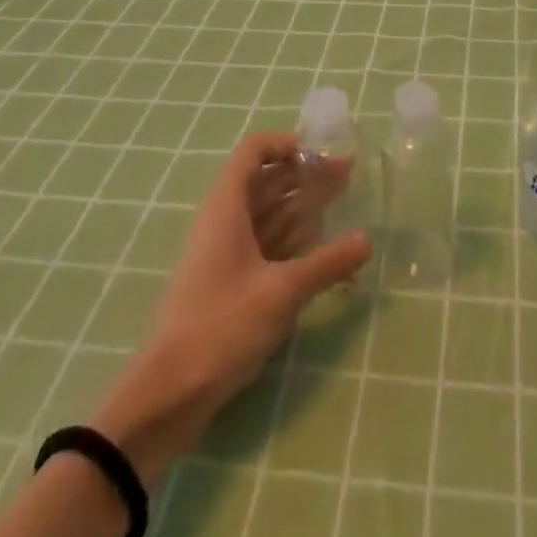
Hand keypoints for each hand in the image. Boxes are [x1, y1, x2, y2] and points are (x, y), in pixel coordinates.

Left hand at [90, 133, 370, 484]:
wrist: (170, 391)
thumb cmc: (224, 324)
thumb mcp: (283, 291)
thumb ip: (328, 263)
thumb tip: (366, 241)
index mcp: (227, 205)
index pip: (254, 150)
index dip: (287, 145)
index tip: (322, 156)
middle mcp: (223, 219)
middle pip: (265, 180)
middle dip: (305, 175)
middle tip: (348, 179)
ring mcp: (223, 251)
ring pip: (266, 213)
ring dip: (301, 205)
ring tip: (341, 204)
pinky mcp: (227, 280)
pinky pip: (263, 243)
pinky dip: (290, 237)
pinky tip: (319, 245)